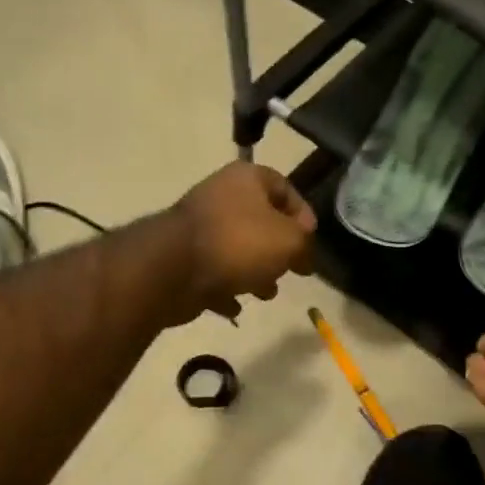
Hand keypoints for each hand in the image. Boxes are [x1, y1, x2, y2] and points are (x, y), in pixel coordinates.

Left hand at [172, 162, 316, 321]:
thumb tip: (303, 257)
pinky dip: (225, 289)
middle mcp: (220, 196)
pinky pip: (212, 273)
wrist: (174, 268)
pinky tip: (235, 306)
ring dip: (254, 271)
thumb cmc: (240, 243)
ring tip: (265, 293)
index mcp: (246, 178)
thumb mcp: (290, 241)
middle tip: (290, 270)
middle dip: (277, 249)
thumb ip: (305, 245)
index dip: (303, 214)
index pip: (284, 187)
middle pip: (259, 220)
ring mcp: (197, 228)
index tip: (310, 241)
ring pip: (236, 248)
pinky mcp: (182, 258)